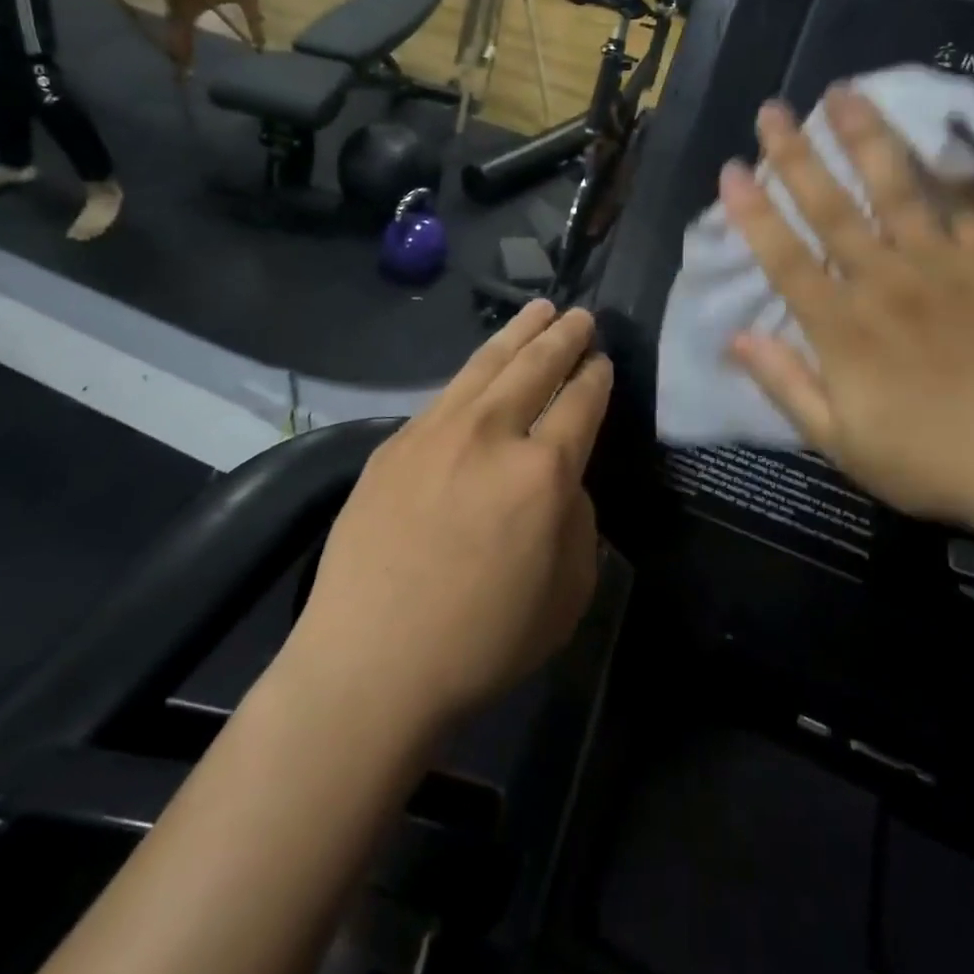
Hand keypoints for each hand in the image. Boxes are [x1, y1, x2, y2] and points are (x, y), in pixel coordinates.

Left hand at [287, 301, 612, 729]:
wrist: (370, 663)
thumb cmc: (483, 641)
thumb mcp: (568, 592)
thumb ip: (576, 520)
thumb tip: (560, 482)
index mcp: (543, 472)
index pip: (581, 403)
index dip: (596, 378)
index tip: (603, 361)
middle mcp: (491, 434)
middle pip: (535, 366)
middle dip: (563, 336)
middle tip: (579, 315)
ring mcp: (435, 432)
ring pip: (486, 365)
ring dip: (517, 334)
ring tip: (537, 309)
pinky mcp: (394, 444)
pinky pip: (446, 394)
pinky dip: (473, 371)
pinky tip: (481, 366)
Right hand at [720, 84, 973, 529]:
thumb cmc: (929, 460)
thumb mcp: (838, 441)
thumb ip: (785, 384)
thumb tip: (736, 337)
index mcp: (844, 327)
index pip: (786, 257)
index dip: (754, 212)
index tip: (732, 170)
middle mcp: (889, 282)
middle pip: (835, 208)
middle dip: (798, 155)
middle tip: (773, 110)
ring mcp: (949, 267)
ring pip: (901, 189)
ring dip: (869, 138)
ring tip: (846, 93)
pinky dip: (958, 172)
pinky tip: (944, 139)